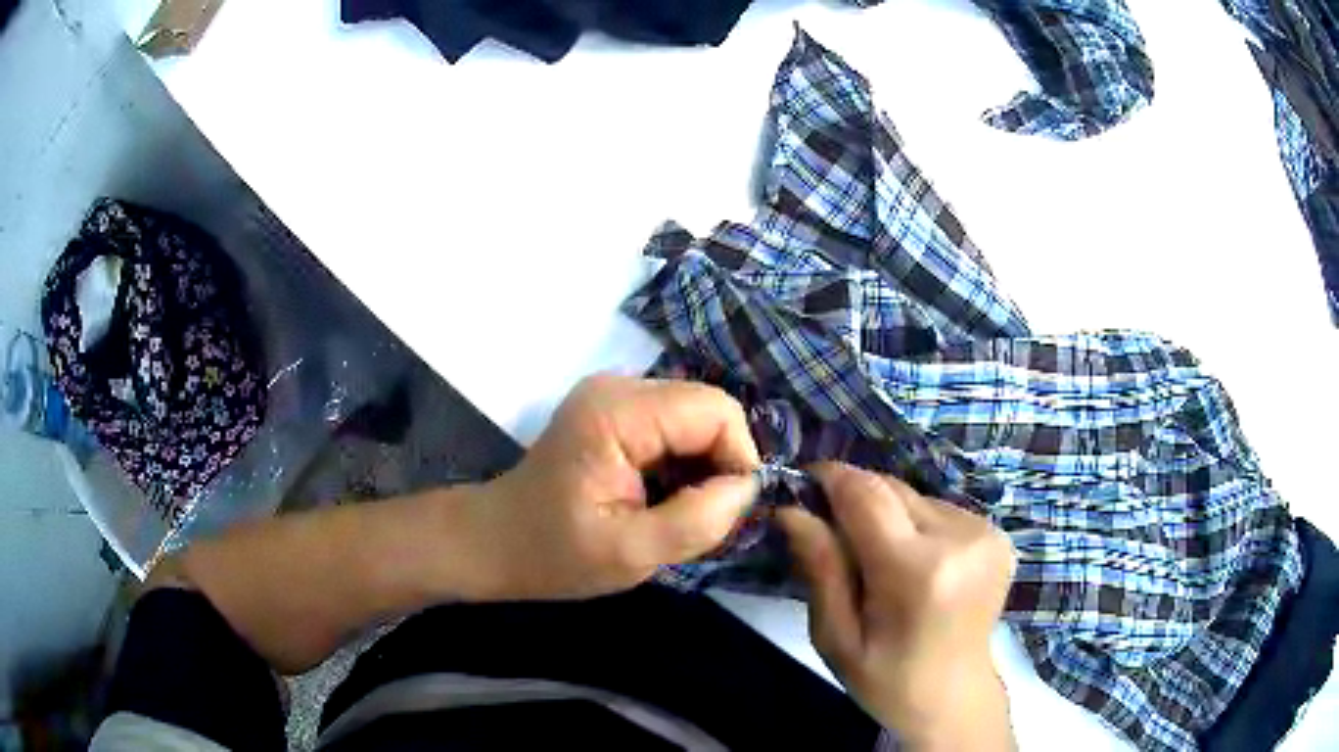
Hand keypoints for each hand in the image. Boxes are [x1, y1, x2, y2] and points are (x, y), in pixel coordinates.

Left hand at [463, 375, 760, 600]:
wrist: (497, 541)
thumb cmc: (554, 554)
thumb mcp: (630, 554)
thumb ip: (697, 520)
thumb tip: (748, 487)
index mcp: (617, 413)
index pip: (717, 411)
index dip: (736, 460)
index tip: (723, 512)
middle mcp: (619, 387)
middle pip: (709, 409)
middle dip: (719, 465)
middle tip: (699, 518)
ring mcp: (614, 395)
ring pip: (696, 418)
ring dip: (701, 467)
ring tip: (675, 511)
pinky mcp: (614, 410)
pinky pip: (674, 426)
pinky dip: (682, 463)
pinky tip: (659, 496)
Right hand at [778, 463, 1015, 749]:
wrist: (954, 698)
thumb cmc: (885, 680)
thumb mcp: (835, 636)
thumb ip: (819, 568)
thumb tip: (790, 509)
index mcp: (917, 571)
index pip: (865, 493)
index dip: (830, 478)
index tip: (803, 486)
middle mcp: (959, 538)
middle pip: (892, 488)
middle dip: (856, 500)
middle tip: (834, 536)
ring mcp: (985, 533)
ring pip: (916, 497)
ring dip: (889, 516)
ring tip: (881, 562)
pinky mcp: (998, 534)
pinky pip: (940, 510)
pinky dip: (917, 526)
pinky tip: (917, 565)